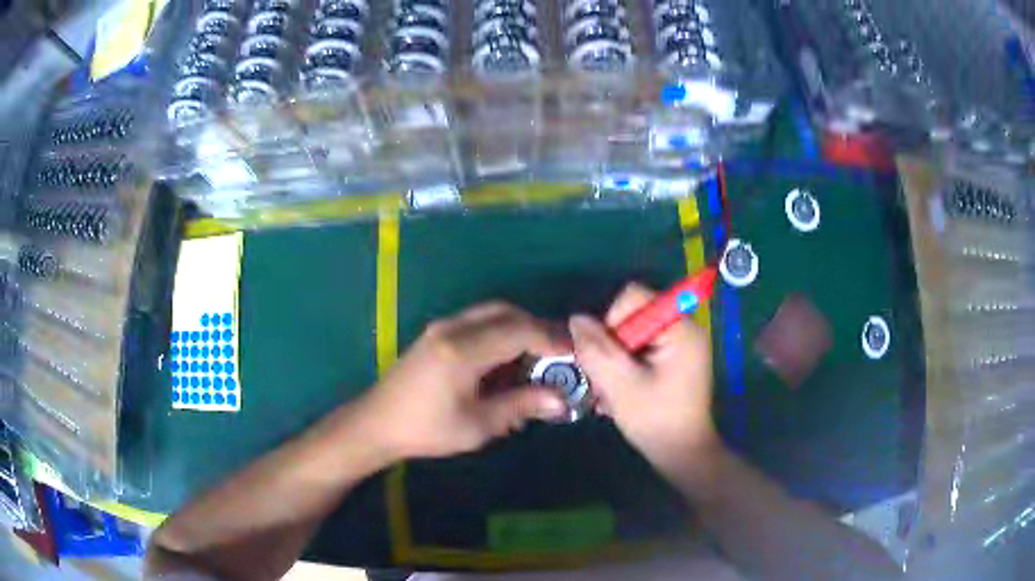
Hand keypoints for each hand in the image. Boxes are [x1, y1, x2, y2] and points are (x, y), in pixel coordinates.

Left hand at [359, 302, 568, 460]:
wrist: (377, 423)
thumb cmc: (427, 430)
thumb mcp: (478, 425)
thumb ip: (520, 406)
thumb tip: (561, 400)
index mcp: (463, 350)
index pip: (519, 330)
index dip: (551, 339)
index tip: (575, 354)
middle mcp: (453, 328)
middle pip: (507, 313)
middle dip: (538, 329)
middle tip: (559, 355)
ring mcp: (442, 327)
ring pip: (492, 313)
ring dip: (519, 329)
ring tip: (537, 359)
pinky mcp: (437, 333)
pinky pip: (478, 322)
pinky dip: (500, 333)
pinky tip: (507, 361)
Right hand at [569, 283, 717, 478]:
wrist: (682, 454)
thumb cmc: (656, 420)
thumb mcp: (620, 385)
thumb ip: (597, 349)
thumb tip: (576, 319)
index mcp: (679, 327)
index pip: (634, 297)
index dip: (612, 321)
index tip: (610, 357)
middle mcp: (682, 327)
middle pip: (631, 315)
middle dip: (612, 346)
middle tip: (607, 379)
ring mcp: (679, 343)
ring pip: (631, 334)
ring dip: (615, 360)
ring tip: (612, 391)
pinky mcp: (673, 358)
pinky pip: (639, 348)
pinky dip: (625, 367)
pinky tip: (620, 392)